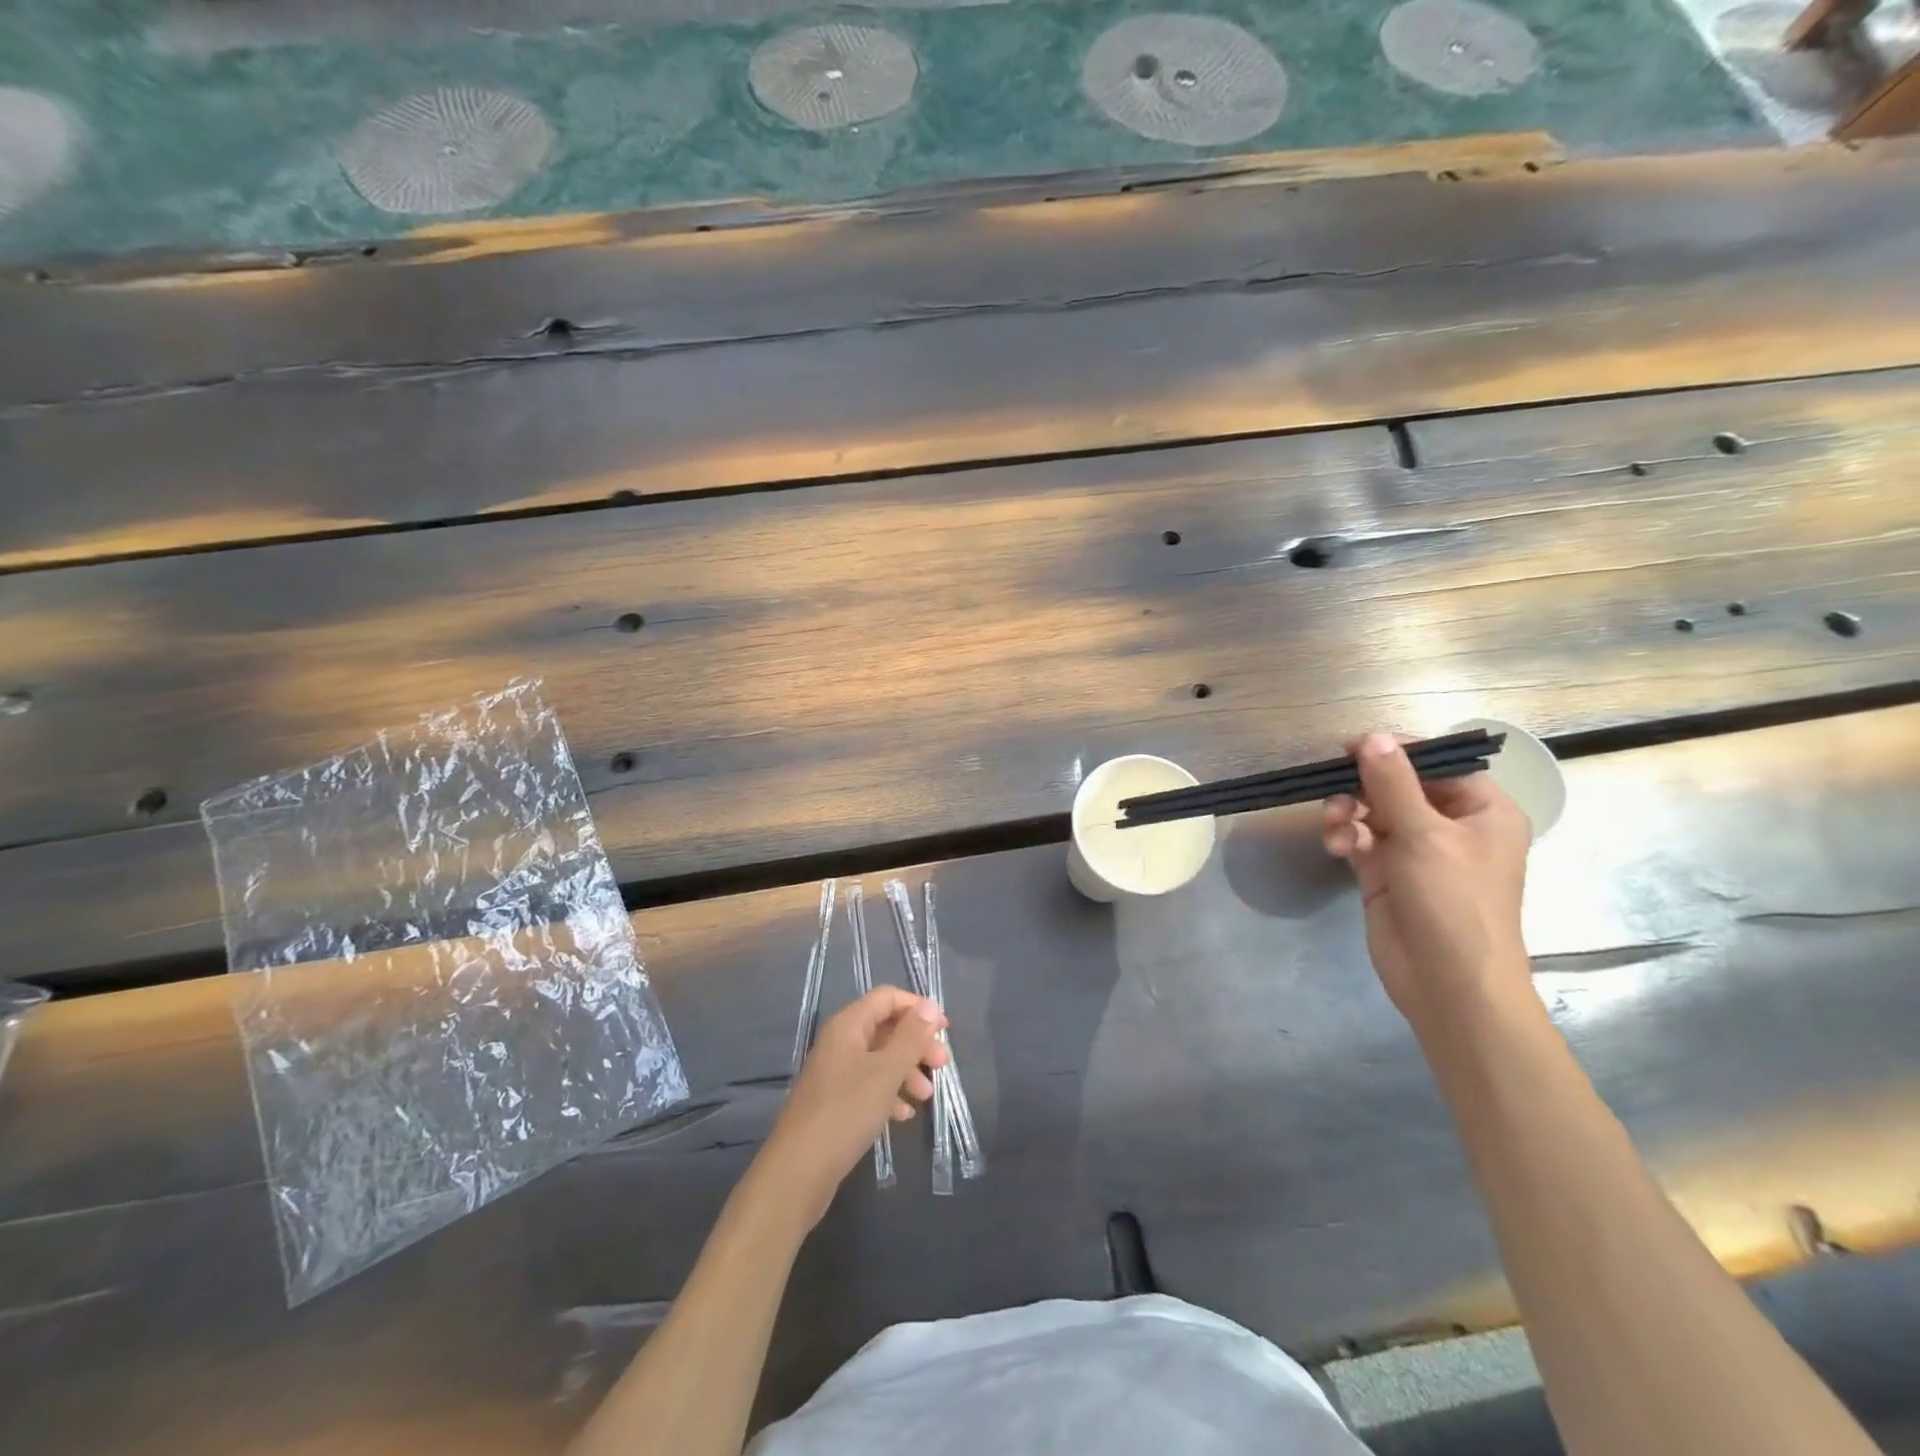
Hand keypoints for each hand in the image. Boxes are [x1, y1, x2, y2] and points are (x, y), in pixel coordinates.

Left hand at [756, 986, 948, 1230]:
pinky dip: (889, 1093)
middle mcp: (840, 1042)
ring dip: (907, 1070)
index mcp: (848, 1025)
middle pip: (885, 1027)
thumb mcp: (886, 1071)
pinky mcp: (835, 1101)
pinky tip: (903, 1114)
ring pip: (879, 1058)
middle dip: (916, 1043)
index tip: (945, 1030)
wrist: (799, 1171)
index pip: (887, 998)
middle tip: (942, 1065)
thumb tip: (931, 1005)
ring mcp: (835, 1072)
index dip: (917, 1008)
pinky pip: (868, 1085)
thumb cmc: (846, 1112)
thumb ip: (911, 1036)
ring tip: (926, 1095)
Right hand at [1321, 733, 1532, 1037]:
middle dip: (1363, 786)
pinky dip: (1345, 837)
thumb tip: (1372, 737)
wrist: (1449, 983)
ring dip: (1348, 812)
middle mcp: (1450, 826)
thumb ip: (1393, 783)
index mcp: (1482, 810)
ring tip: (1334, 825)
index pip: (1437, 763)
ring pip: (1372, 811)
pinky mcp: (1385, 873)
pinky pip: (1359, 839)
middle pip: (1398, 785)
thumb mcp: (1424, 834)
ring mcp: (1416, 851)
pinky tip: (1336, 847)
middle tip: (1334, 786)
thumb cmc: (1454, 901)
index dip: (1397, 752)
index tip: (1353, 748)